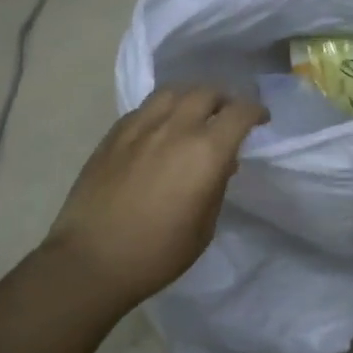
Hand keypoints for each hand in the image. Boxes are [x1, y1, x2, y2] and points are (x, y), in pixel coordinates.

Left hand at [46, 85, 265, 306]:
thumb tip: (221, 163)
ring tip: (193, 113)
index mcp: (206, 151)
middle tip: (227, 116)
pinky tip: (160, 129)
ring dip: (191, 97)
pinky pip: (145, 108)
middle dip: (224, 100)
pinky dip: (162, 110)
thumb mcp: (204, 227)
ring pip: (173, 91)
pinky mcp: (114, 134)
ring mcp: (140, 126)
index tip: (260, 120)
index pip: (240, 112)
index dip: (255, 111)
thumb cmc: (157, 253)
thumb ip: (217, 186)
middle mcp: (176, 128)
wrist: (91, 260)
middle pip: (207, 92)